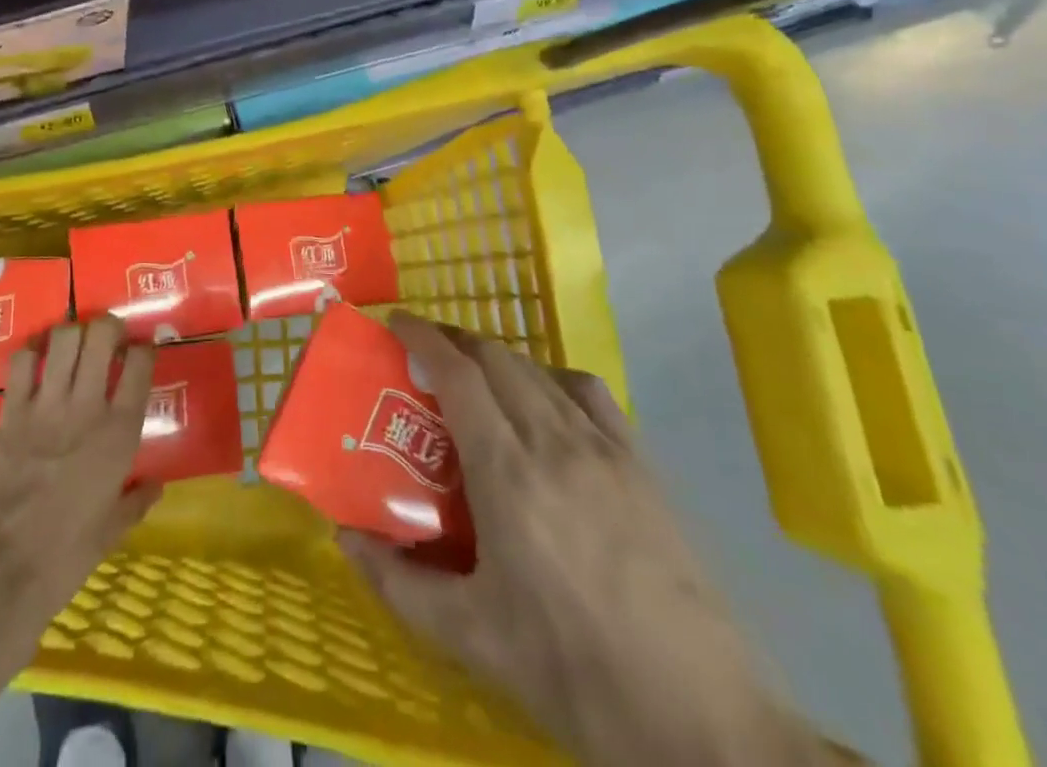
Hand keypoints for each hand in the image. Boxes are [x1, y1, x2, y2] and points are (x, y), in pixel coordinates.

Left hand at [0, 316, 161, 628]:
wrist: (2, 572)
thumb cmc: (66, 556)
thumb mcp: (112, 531)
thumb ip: (137, 501)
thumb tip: (156, 486)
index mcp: (120, 433)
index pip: (141, 362)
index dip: (144, 348)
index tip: (140, 352)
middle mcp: (87, 407)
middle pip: (102, 334)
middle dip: (108, 326)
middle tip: (107, 339)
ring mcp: (46, 405)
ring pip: (64, 337)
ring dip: (72, 334)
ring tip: (73, 347)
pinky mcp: (11, 411)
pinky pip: (22, 361)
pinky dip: (32, 352)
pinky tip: (37, 361)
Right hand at [339, 313, 829, 766]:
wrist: (702, 723)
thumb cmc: (572, 672)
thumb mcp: (471, 637)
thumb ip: (397, 583)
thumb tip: (344, 538)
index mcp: (507, 473)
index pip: (458, 373)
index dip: (423, 336)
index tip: (395, 323)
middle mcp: (554, 442)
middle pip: (497, 358)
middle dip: (454, 340)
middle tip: (424, 352)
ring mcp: (605, 449)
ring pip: (539, 370)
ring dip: (497, 357)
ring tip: (475, 375)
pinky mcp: (642, 466)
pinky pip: (587, 393)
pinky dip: (550, 378)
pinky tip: (544, 405)